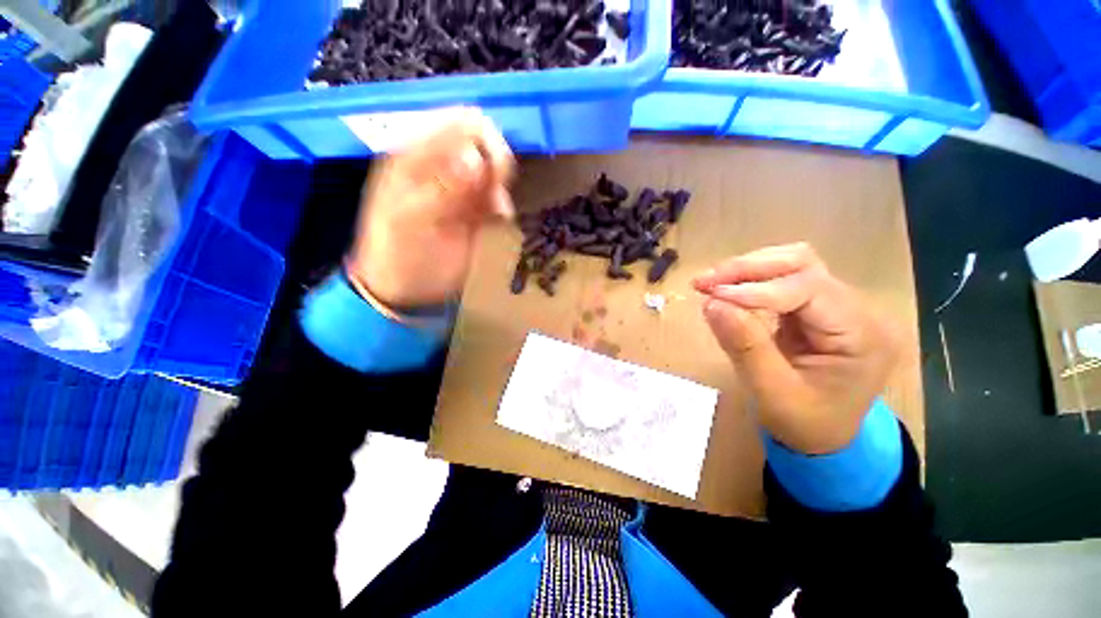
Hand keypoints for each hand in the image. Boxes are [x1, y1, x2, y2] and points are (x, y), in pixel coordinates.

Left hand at [347, 108, 515, 308]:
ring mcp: (457, 189)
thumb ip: (442, 188)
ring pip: (493, 171)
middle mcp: (440, 166)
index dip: (485, 140)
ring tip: (497, 213)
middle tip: (496, 198)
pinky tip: (500, 219)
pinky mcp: (471, 211)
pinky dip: (501, 204)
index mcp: (416, 157)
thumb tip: (475, 159)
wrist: (404, 290)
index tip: (498, 172)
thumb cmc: (399, 256)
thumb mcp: (411, 221)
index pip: (458, 123)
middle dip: (496, 166)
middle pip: (482, 143)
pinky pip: (495, 196)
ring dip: (500, 188)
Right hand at [694, 243, 899, 454]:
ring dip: (747, 270)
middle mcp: (859, 310)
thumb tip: (711, 302)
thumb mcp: (772, 393)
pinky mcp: (817, 307)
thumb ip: (744, 346)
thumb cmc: (805, 424)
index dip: (756, 288)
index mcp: (863, 335)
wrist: (823, 438)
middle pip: (803, 264)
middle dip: (749, 269)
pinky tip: (727, 289)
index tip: (711, 294)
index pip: (808, 288)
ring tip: (710, 283)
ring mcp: (839, 305)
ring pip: (792, 264)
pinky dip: (750, 280)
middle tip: (705, 281)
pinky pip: (783, 279)